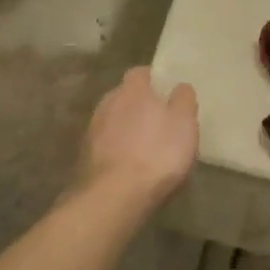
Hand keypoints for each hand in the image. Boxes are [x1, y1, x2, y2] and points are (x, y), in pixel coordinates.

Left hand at [77, 67, 198, 203]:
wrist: (114, 196)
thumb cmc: (157, 153)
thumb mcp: (184, 123)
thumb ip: (183, 100)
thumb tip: (180, 86)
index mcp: (132, 90)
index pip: (140, 73)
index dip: (154, 80)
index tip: (167, 92)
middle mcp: (107, 103)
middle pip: (125, 97)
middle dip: (140, 105)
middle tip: (160, 120)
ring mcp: (92, 131)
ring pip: (114, 122)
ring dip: (127, 129)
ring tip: (146, 147)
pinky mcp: (85, 157)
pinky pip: (106, 146)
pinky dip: (118, 150)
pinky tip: (130, 166)